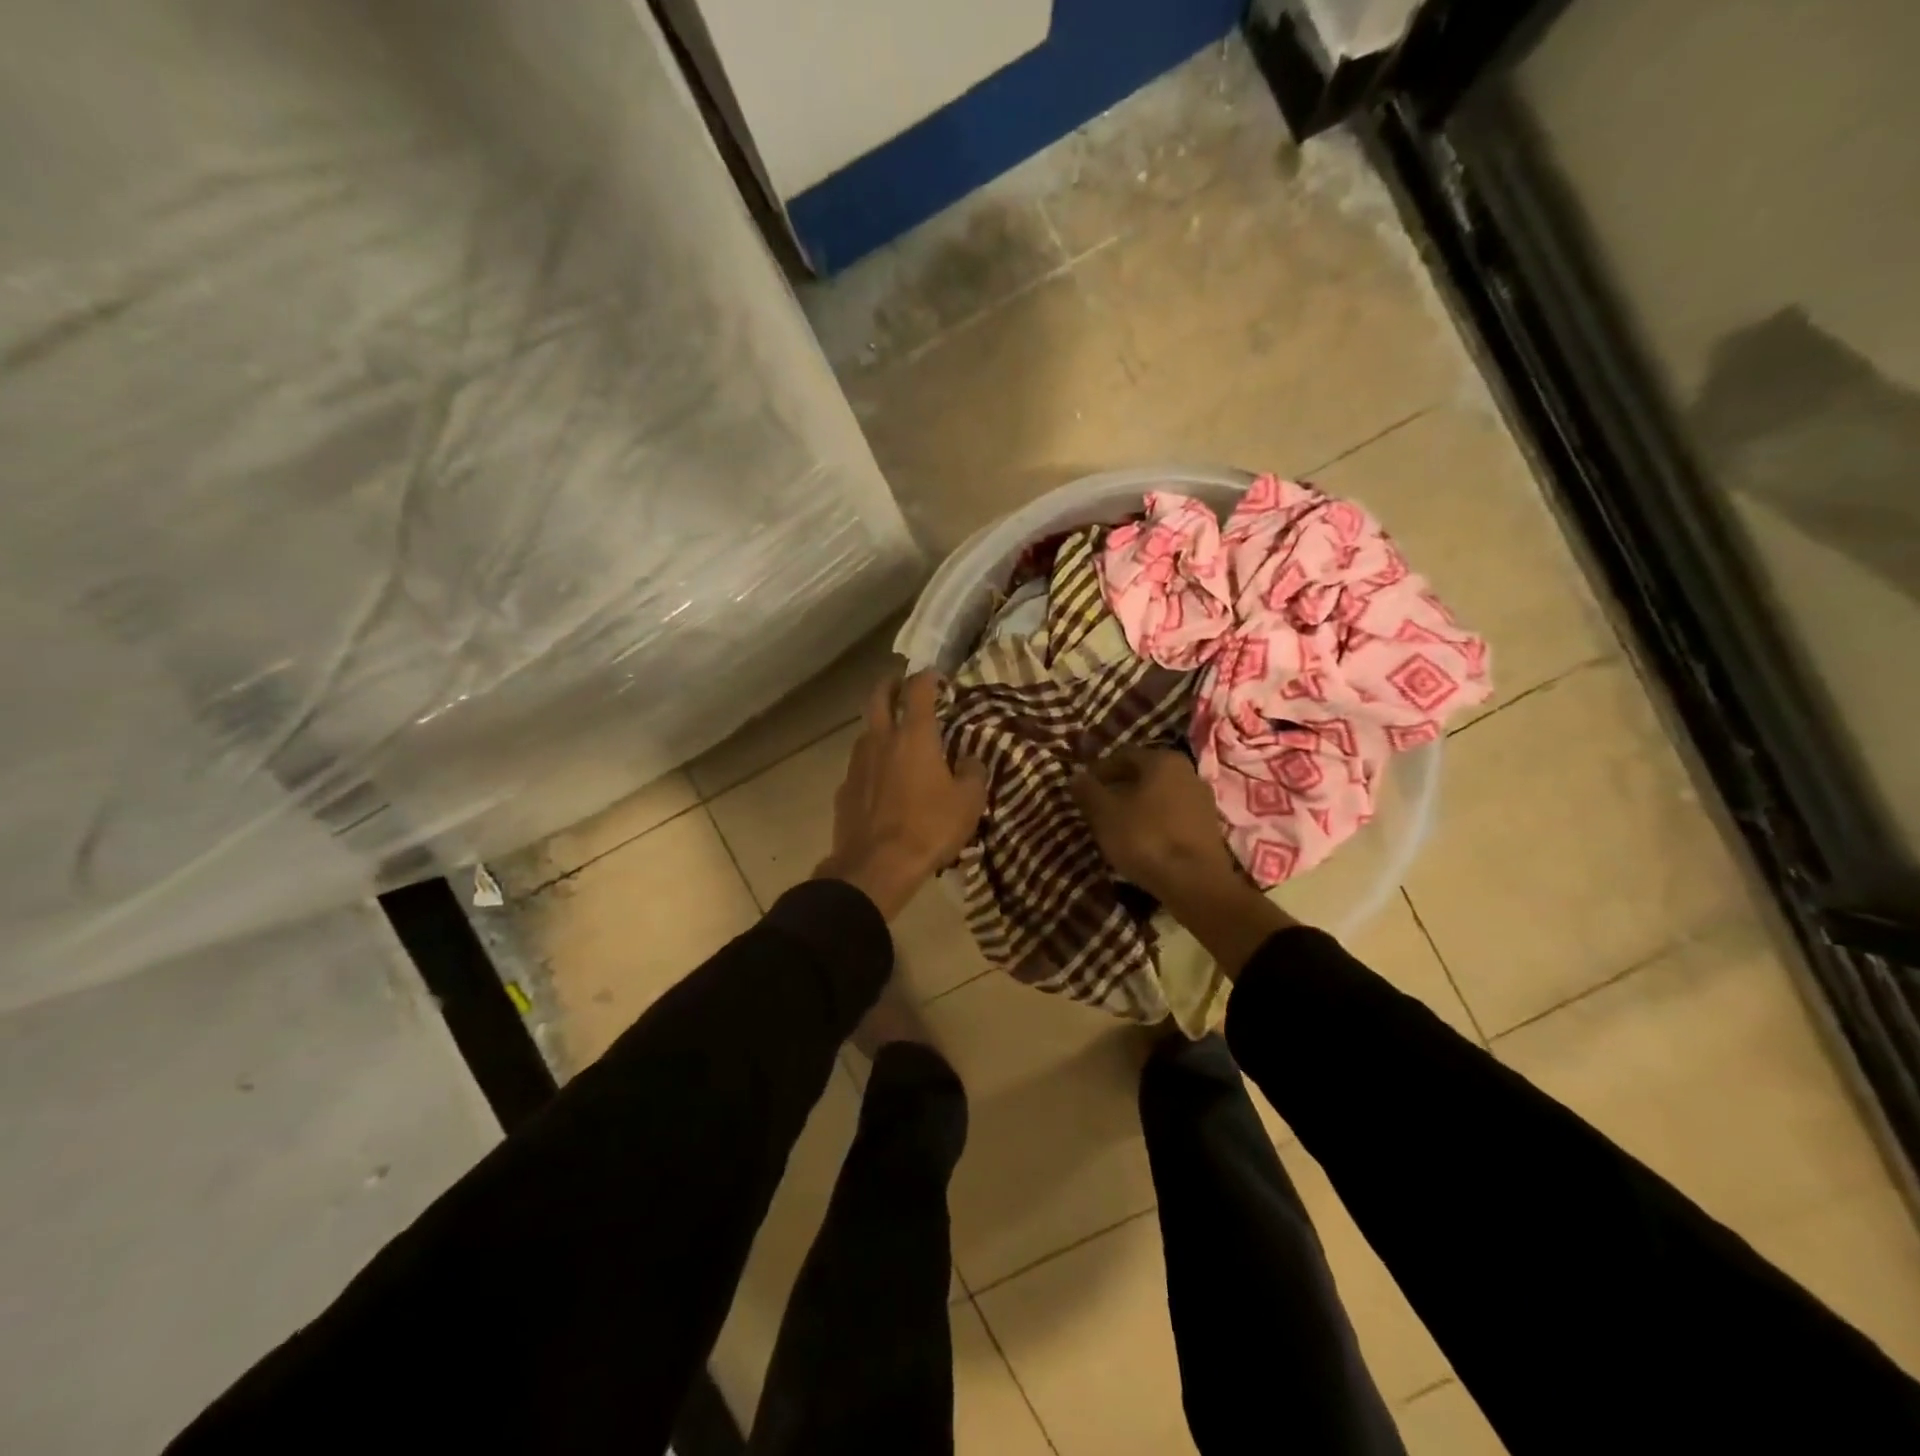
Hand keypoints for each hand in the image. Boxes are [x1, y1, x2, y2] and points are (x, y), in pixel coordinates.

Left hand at [816, 669, 987, 919]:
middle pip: (878, 697)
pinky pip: (858, 765)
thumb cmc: (928, 828)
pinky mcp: (844, 789)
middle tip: (901, 683)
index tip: (937, 676)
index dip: (927, 677)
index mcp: (914, 736)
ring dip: (879, 724)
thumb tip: (972, 760)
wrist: (875, 866)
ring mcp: (857, 764)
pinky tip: (880, 779)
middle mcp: (881, 740)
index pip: (918, 690)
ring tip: (893, 735)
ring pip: (865, 731)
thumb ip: (974, 773)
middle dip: (890, 684)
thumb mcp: (968, 802)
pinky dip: (871, 762)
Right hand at [1070, 749, 1237, 903]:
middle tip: (1097, 808)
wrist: (1195, 883)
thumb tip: (1076, 776)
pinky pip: (1173, 817)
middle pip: (1144, 775)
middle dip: (1119, 788)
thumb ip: (1088, 790)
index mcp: (1163, 760)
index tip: (1083, 790)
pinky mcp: (1209, 828)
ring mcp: (1203, 800)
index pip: (1122, 755)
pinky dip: (1155, 823)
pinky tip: (1142, 842)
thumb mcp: (1104, 813)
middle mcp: (1188, 772)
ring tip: (1117, 827)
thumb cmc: (1145, 838)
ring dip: (1137, 807)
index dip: (1098, 771)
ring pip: (1159, 796)